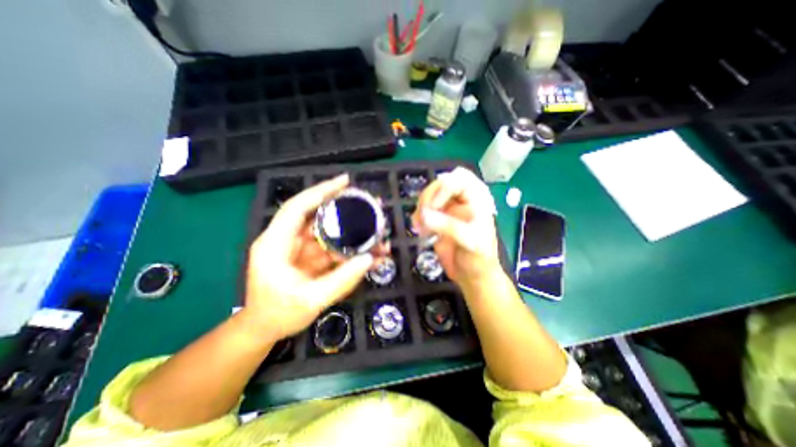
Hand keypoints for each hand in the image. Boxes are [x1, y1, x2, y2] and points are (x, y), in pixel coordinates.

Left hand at [245, 174, 375, 341]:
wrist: (264, 330)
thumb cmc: (278, 316)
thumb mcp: (310, 301)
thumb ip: (341, 280)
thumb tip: (369, 259)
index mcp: (275, 244)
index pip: (297, 208)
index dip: (320, 191)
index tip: (344, 182)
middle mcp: (287, 240)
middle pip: (317, 216)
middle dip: (344, 209)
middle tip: (369, 205)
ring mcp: (300, 249)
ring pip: (328, 232)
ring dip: (352, 232)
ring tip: (376, 232)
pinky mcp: (310, 258)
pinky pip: (332, 248)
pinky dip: (350, 249)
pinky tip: (368, 253)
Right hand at [413, 168, 498, 289]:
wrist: (472, 277)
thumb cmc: (478, 259)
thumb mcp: (469, 241)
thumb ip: (448, 226)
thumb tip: (423, 215)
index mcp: (477, 200)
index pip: (460, 179)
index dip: (444, 188)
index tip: (433, 208)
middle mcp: (462, 201)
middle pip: (441, 184)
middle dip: (429, 196)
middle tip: (423, 214)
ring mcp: (449, 210)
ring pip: (431, 195)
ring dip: (421, 207)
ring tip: (418, 224)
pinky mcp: (438, 220)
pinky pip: (424, 210)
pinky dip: (418, 216)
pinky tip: (418, 227)